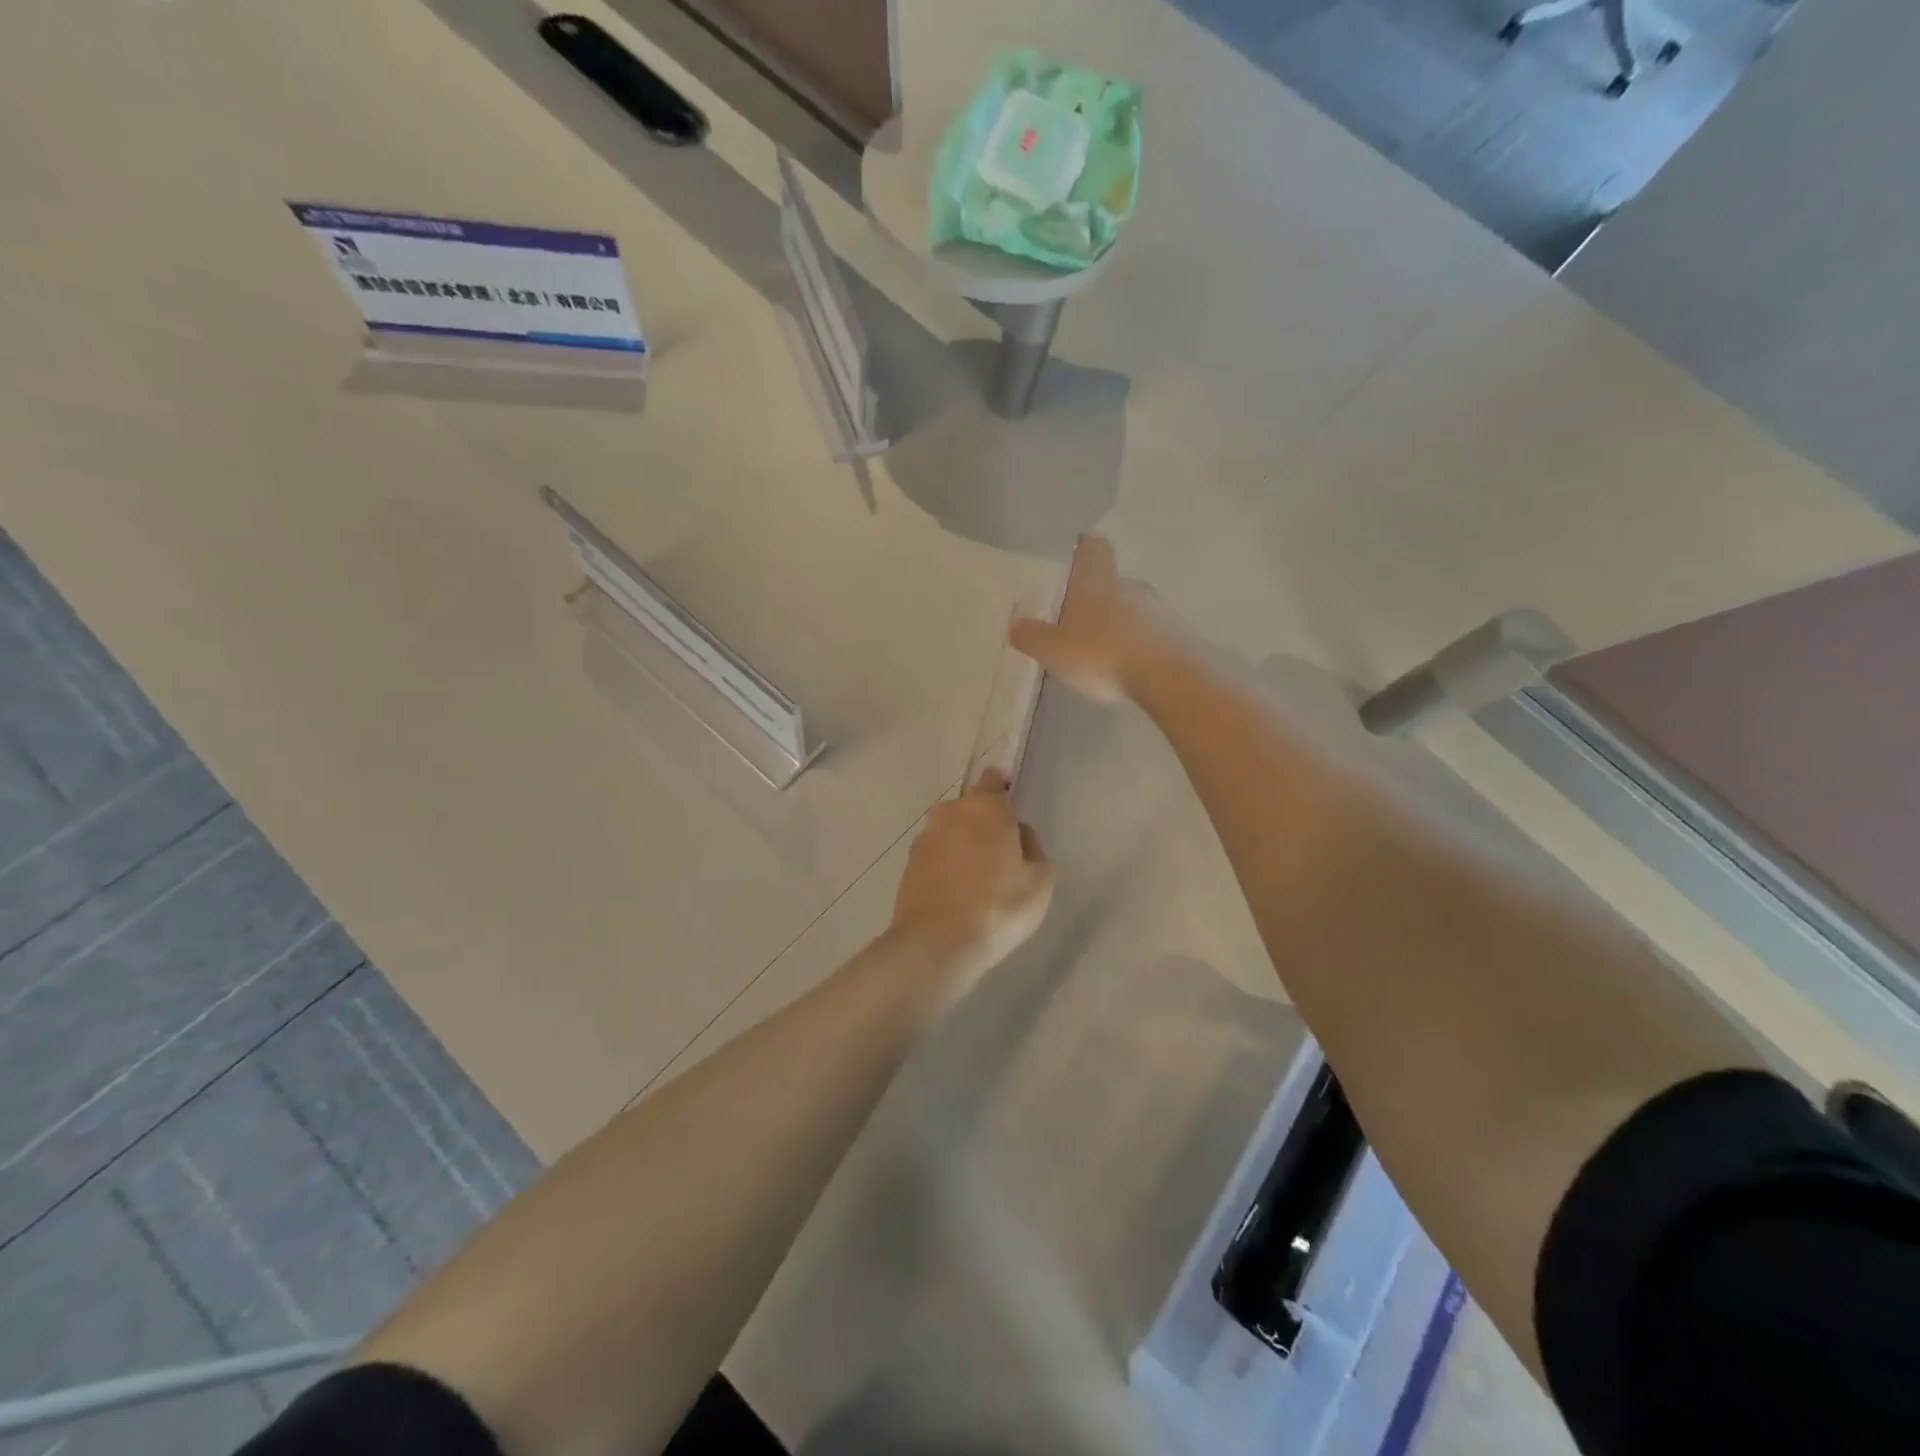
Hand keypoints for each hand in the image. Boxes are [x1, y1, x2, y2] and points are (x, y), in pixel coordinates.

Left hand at [890, 770, 1053, 998]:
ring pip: (950, 832)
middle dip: (983, 824)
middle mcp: (949, 812)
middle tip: (1001, 857)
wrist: (936, 943)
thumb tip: (1018, 836)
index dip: (1003, 791)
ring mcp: (924, 838)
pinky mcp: (908, 865)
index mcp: (985, 806)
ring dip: (962, 847)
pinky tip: (957, 896)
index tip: (1011, 813)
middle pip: (971, 808)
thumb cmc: (998, 906)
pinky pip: (935, 857)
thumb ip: (1032, 847)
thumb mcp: (1040, 880)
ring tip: (977, 882)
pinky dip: (945, 868)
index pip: (993, 780)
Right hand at [1009, 536, 1163, 703]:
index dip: (1084, 550)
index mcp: (1097, 583)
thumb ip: (1032, 637)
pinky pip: (1153, 635)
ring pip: (1134, 610)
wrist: (1168, 678)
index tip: (1075, 558)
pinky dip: (1140, 647)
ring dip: (1120, 626)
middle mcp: (1131, 587)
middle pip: (1112, 584)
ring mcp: (1160, 610)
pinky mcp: (1180, 635)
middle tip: (1080, 626)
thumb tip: (1016, 626)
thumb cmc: (1103, 655)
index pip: (1093, 549)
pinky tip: (1131, 671)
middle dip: (1097, 602)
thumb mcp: (1054, 651)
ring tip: (1105, 656)